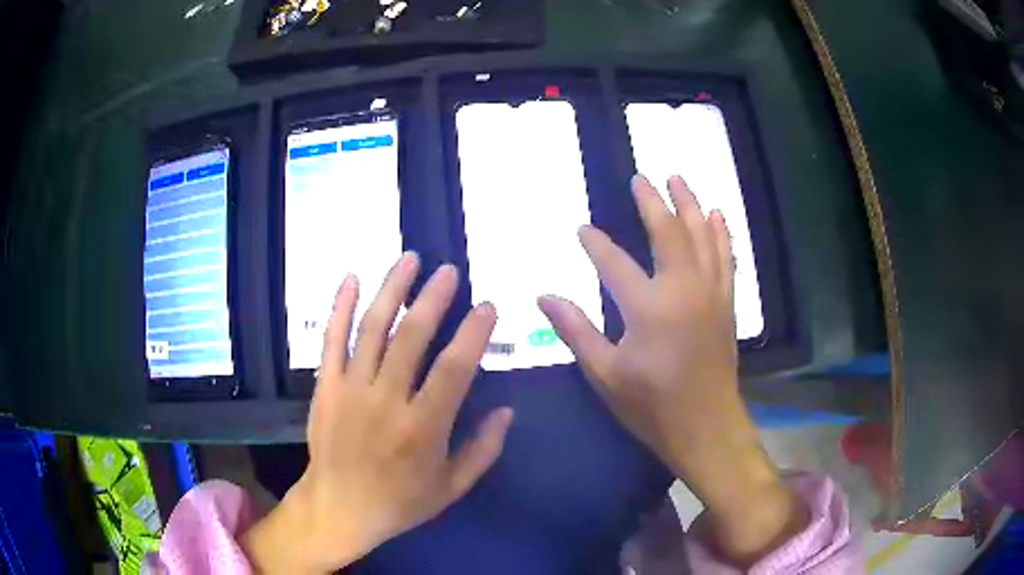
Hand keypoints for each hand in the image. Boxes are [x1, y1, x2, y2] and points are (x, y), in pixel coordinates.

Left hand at [242, 253, 513, 573]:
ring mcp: (350, 389)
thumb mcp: (451, 488)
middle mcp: (386, 401)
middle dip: (433, 298)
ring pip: (372, 328)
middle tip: (449, 271)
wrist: (337, 509)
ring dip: (391, 289)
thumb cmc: (399, 503)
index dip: (473, 333)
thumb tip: (507, 411)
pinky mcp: (324, 386)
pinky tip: (351, 277)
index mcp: (422, 429)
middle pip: (411, 337)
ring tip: (410, 259)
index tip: (487, 307)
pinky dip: (341, 306)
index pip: (454, 369)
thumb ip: (483, 450)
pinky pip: (331, 339)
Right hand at [538, 175, 805, 564]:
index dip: (595, 244)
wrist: (706, 427)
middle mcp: (683, 289)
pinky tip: (717, 216)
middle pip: (668, 233)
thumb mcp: (605, 374)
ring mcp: (710, 294)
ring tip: (679, 180)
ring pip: (702, 237)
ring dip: (690, 205)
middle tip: (641, 178)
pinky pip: (725, 259)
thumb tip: (544, 297)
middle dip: (652, 203)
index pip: (614, 262)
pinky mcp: (726, 304)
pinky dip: (721, 234)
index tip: (582, 230)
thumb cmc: (652, 406)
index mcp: (648, 307)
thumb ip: (575, 331)